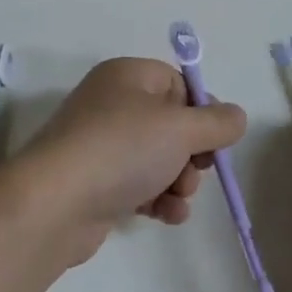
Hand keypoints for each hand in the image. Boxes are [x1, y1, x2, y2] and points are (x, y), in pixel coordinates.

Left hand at [15, 58, 246, 263]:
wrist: (55, 204)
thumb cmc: (123, 149)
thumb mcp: (181, 128)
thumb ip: (218, 122)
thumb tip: (236, 116)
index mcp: (128, 76)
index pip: (179, 84)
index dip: (202, 111)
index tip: (215, 138)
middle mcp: (112, 103)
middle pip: (171, 124)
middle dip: (191, 154)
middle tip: (194, 172)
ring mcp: (101, 144)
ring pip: (159, 158)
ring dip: (178, 181)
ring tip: (176, 198)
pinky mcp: (96, 181)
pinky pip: (139, 183)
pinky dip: (158, 198)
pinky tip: (166, 216)